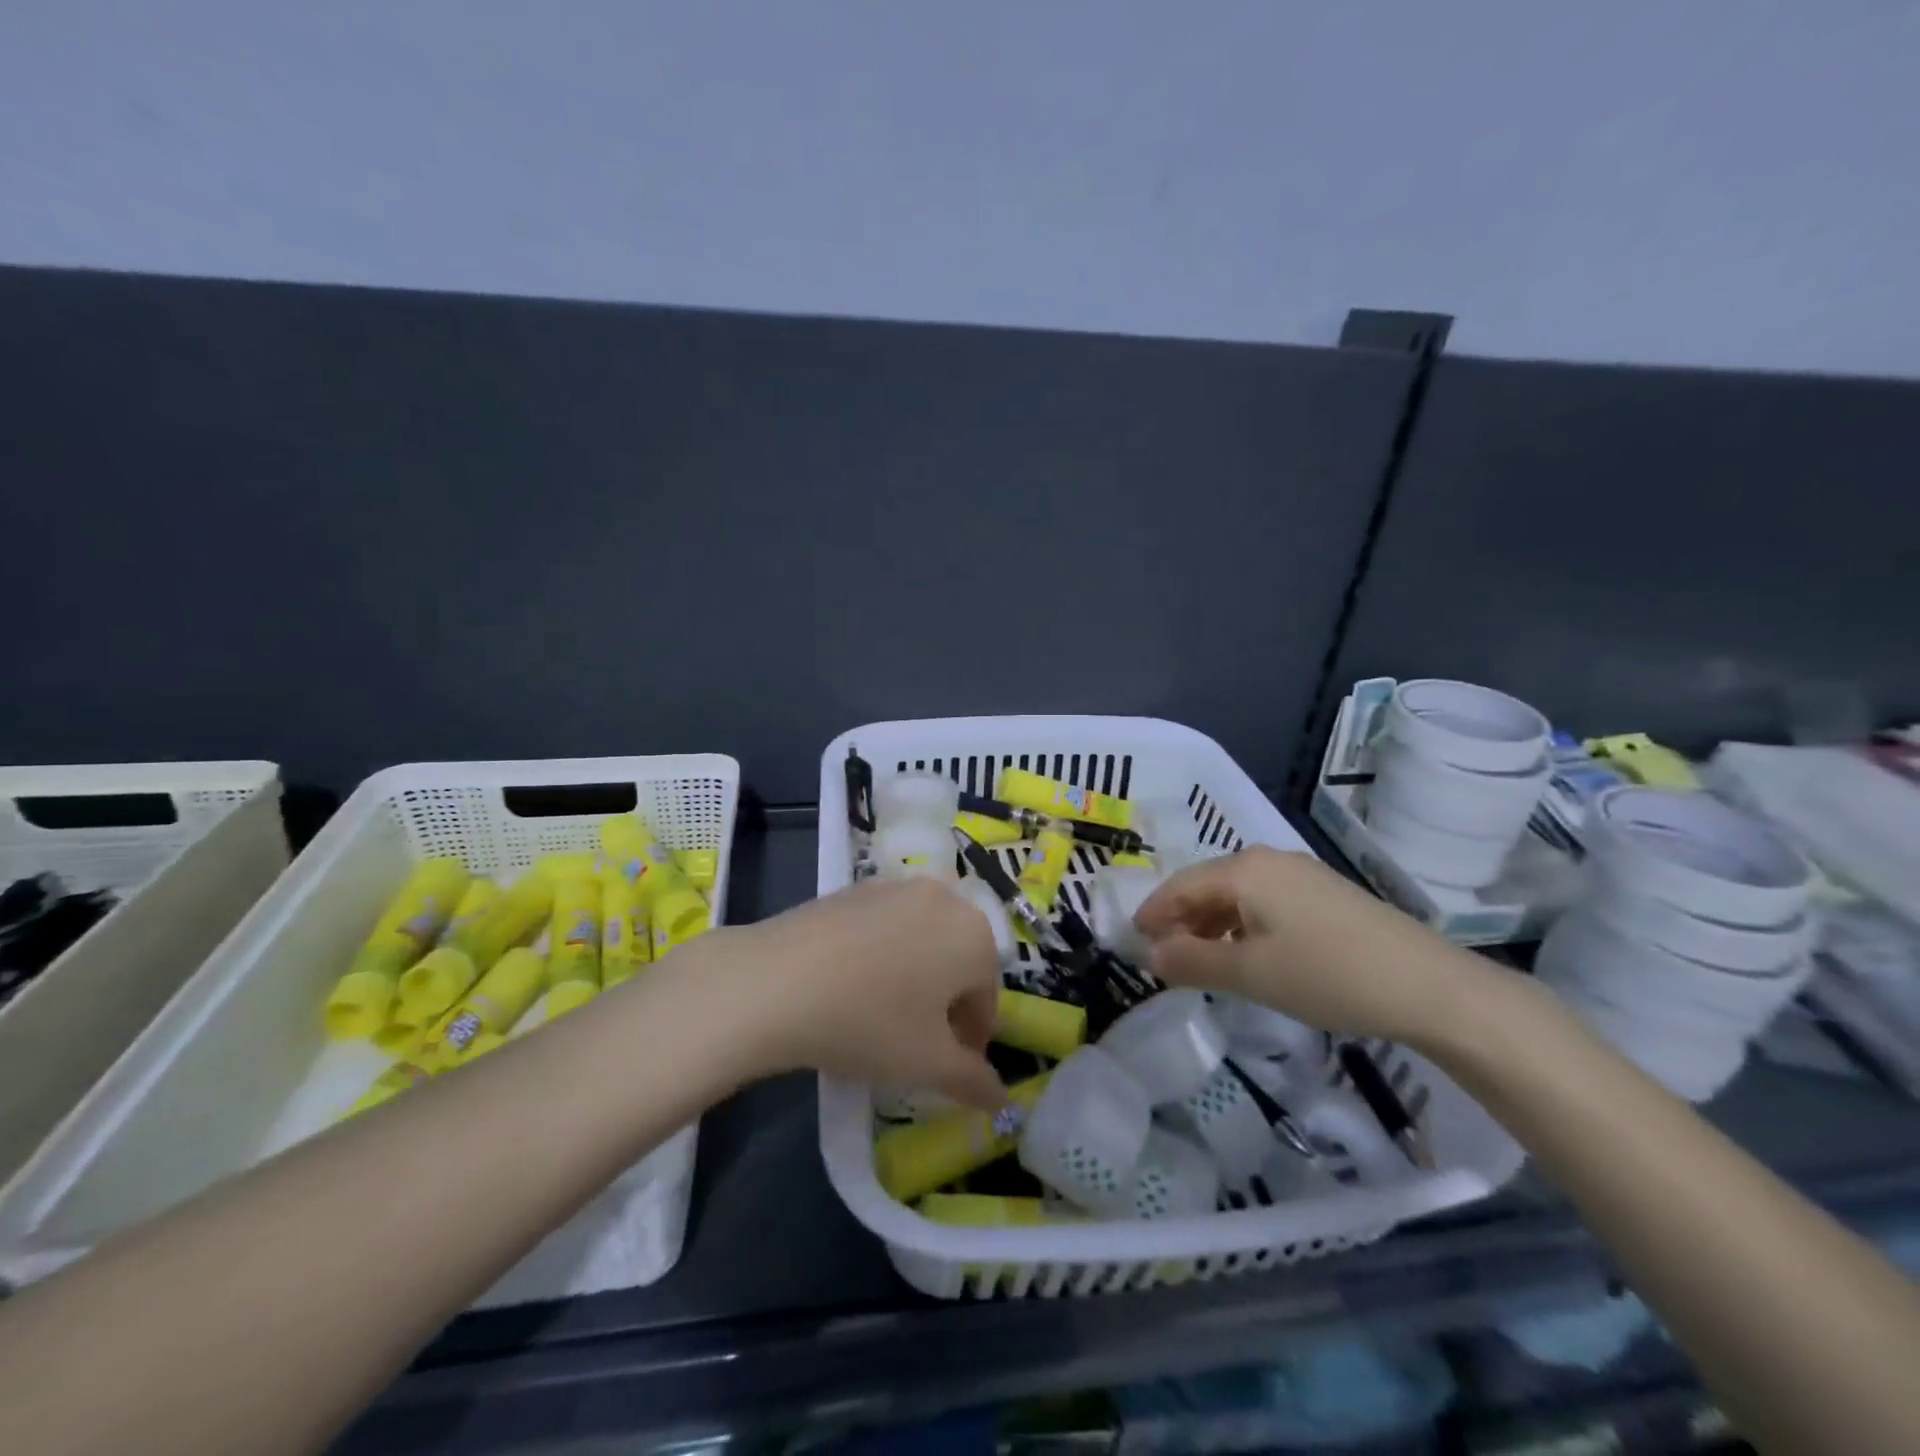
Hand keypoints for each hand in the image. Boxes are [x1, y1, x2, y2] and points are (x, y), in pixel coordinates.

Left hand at [725, 878, 1007, 1108]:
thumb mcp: (928, 1064)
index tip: (949, 1071)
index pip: (986, 999)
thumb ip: (974, 1081)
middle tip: (916, 1045)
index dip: (971, 1042)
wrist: (778, 980)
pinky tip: (850, 986)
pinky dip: (881, 955)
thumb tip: (1001, 1098)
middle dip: (944, 1005)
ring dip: (914, 977)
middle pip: (957, 962)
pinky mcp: (855, 888)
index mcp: (975, 936)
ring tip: (881, 1015)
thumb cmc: (870, 1022)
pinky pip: (884, 927)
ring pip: (922, 941)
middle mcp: (944, 899)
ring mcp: (896, 887)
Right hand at [1132, 846, 1495, 1047]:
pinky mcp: (1325, 895)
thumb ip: (1192, 960)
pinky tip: (1248, 955)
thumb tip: (1150, 953)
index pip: (1180, 885)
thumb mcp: (1250, 974)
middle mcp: (1269, 860)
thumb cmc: (1327, 975)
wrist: (1431, 987)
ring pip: (1238, 895)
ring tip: (1200, 960)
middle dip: (1182, 920)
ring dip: (1212, 925)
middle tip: (1163, 956)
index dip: (1153, 913)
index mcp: (1244, 869)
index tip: (1132, 941)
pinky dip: (1243, 926)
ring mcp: (1301, 875)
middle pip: (1207, 885)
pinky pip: (1266, 903)